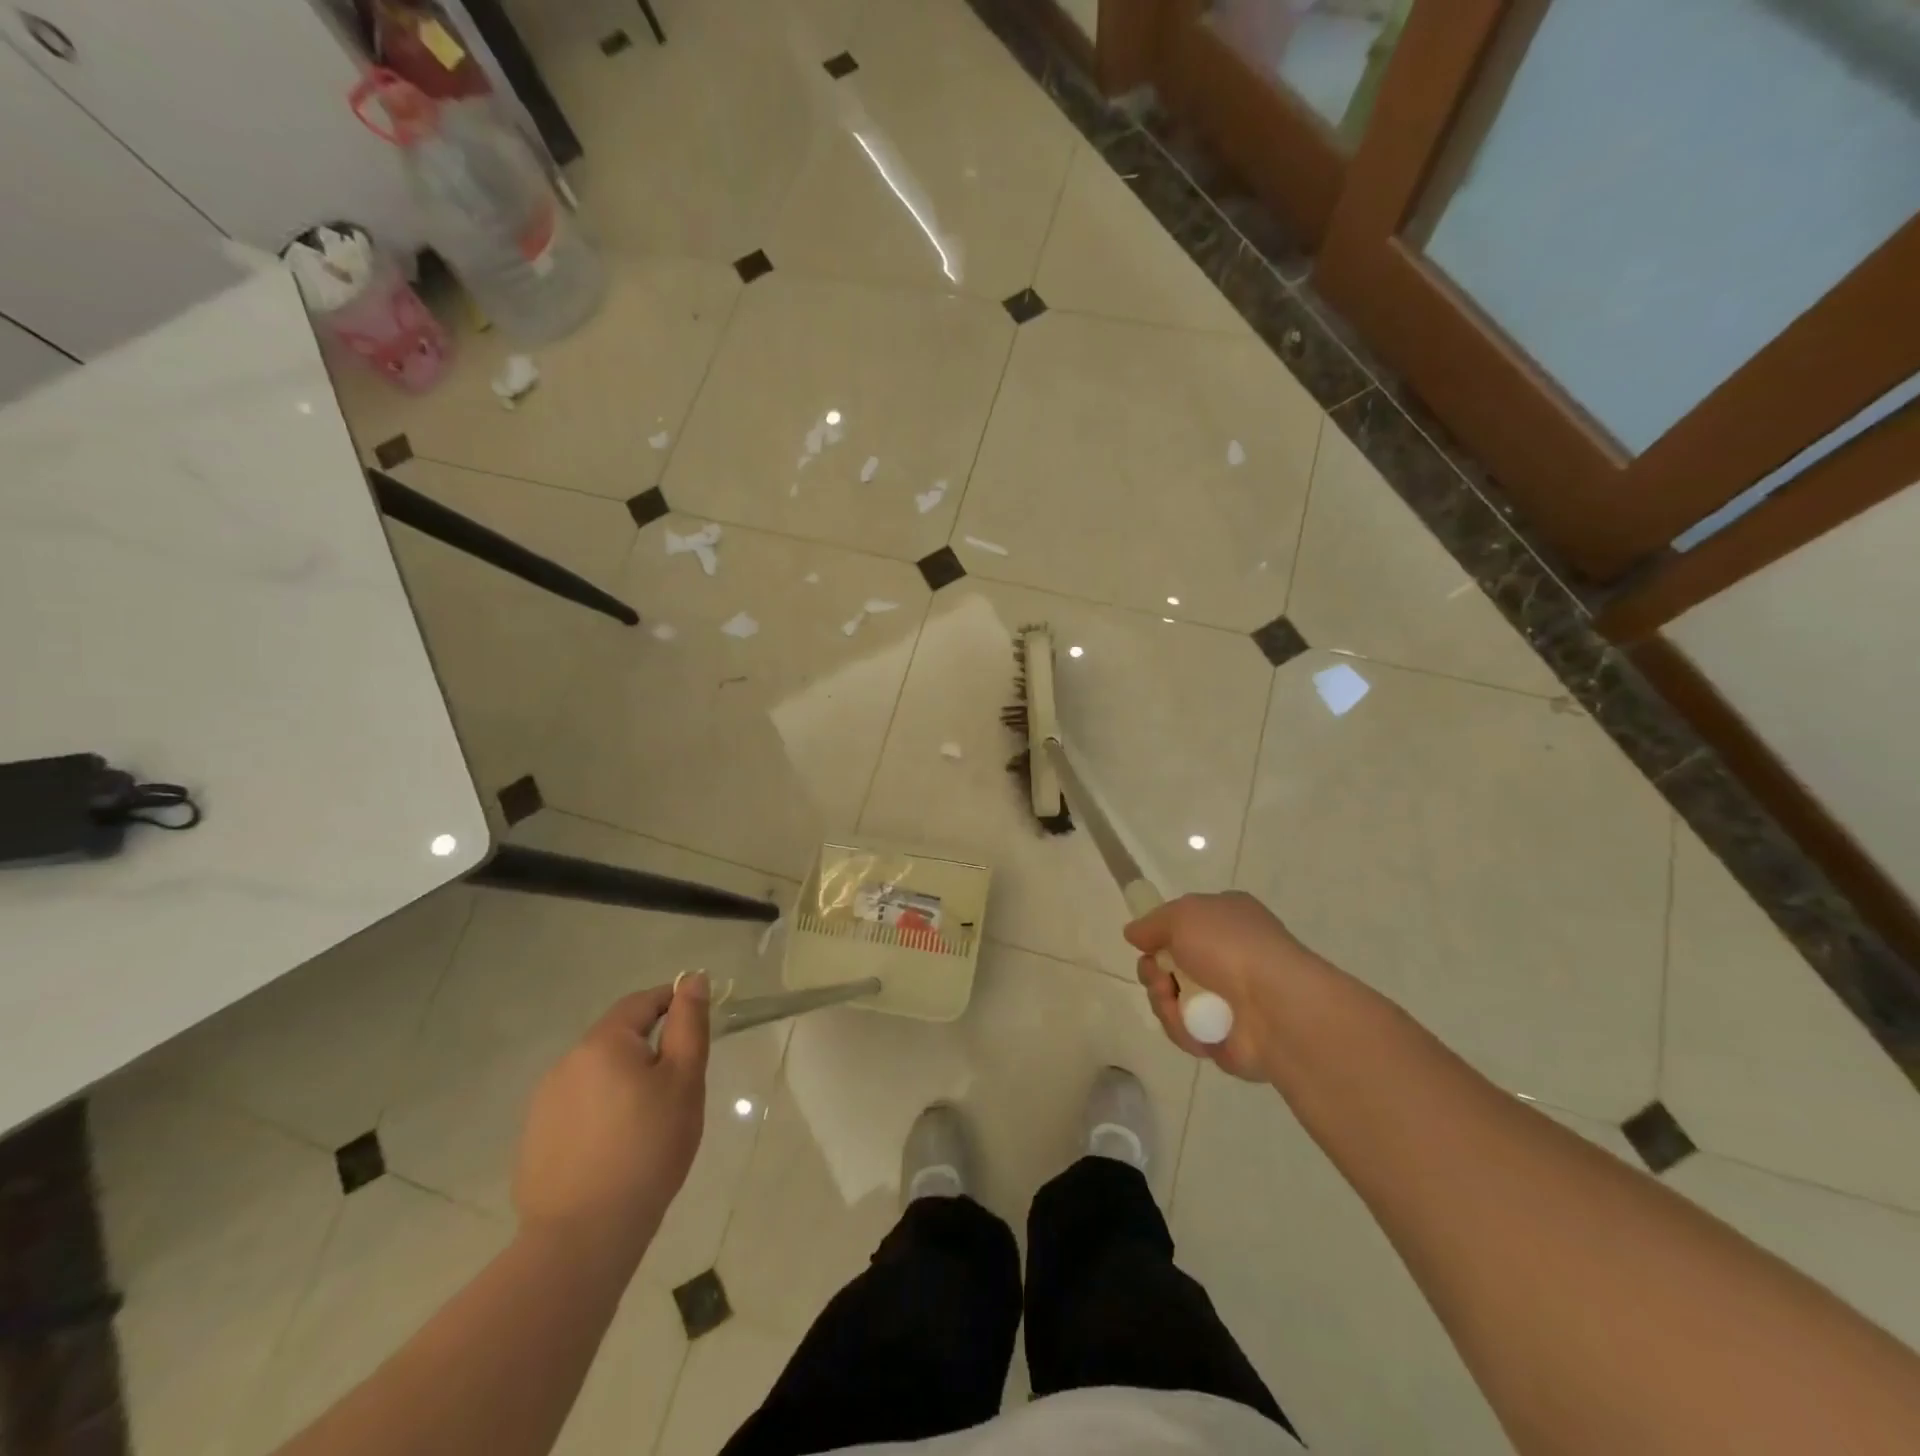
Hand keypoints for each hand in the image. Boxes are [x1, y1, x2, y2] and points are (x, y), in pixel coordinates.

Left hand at [512, 975, 710, 1264]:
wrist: (583, 1237)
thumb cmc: (648, 1148)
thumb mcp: (684, 1080)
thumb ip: (689, 1024)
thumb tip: (692, 979)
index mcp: (603, 1043)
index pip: (642, 1002)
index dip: (673, 1004)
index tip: (696, 1028)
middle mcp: (566, 1063)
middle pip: (617, 1038)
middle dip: (649, 1050)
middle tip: (678, 1087)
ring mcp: (544, 1103)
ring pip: (597, 1074)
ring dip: (623, 1082)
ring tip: (648, 1123)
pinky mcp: (534, 1139)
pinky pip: (578, 1108)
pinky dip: (601, 1113)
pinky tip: (615, 1149)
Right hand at [1125, 891, 1329, 1081]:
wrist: (1276, 1007)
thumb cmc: (1229, 947)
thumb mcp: (1182, 915)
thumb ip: (1152, 924)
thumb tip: (1133, 934)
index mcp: (1227, 919)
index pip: (1184, 924)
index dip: (1161, 933)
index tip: (1145, 942)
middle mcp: (1229, 956)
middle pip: (1170, 964)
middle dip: (1154, 971)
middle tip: (1158, 976)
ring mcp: (1229, 998)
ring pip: (1173, 998)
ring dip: (1163, 999)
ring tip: (1172, 1000)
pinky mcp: (1226, 1037)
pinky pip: (1186, 1031)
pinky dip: (1181, 1028)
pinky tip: (1191, 1026)